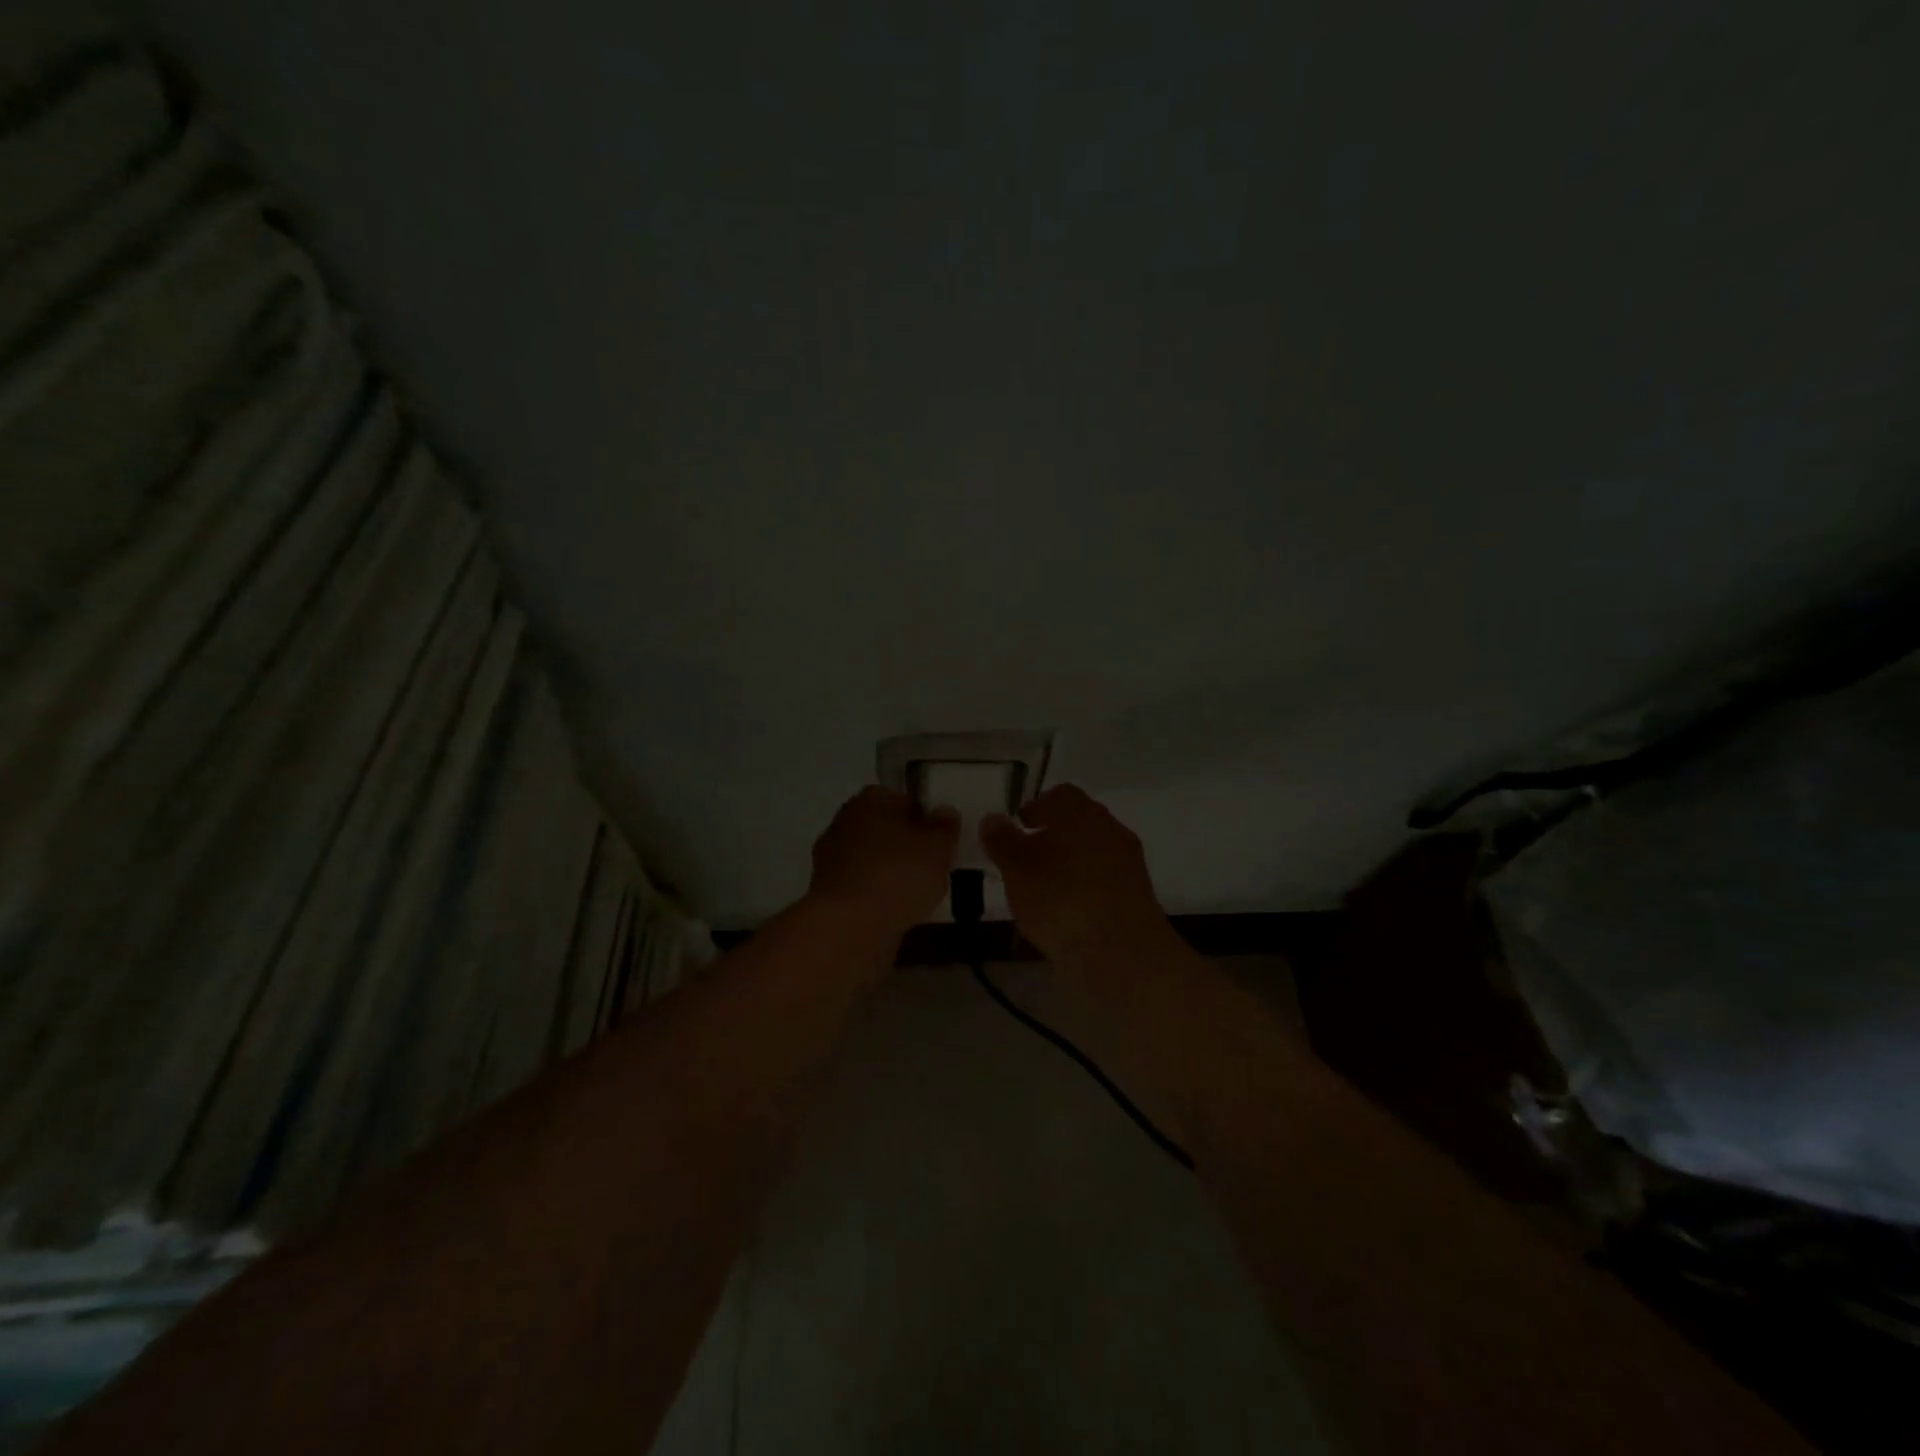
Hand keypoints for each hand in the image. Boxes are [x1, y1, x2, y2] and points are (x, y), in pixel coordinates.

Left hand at [807, 787, 959, 937]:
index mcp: (869, 799)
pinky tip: (897, 912)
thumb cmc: (898, 874)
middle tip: (932, 866)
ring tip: (919, 894)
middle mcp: (844, 822)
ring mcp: (830, 859)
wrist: (850, 926)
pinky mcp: (827, 894)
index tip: (940, 839)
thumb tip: (945, 812)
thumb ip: (944, 827)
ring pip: (871, 860)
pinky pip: (862, 888)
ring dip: (890, 873)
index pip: (901, 798)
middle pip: (883, 829)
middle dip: (905, 845)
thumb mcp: (937, 847)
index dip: (923, 818)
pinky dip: (877, 896)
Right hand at [981, 785, 1175, 965]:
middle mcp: (1111, 830)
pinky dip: (1085, 886)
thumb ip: (1002, 841)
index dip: (1037, 806)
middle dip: (1053, 834)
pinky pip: (1105, 879)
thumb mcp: (1017, 869)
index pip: (1061, 794)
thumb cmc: (1061, 901)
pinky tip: (1067, 910)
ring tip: (1043, 888)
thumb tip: (993, 818)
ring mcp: (1129, 864)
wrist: (1122, 955)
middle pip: (1080, 822)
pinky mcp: (1137, 896)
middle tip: (1026, 856)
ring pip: (1093, 851)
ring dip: (1070, 862)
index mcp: (1083, 814)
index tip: (1019, 825)